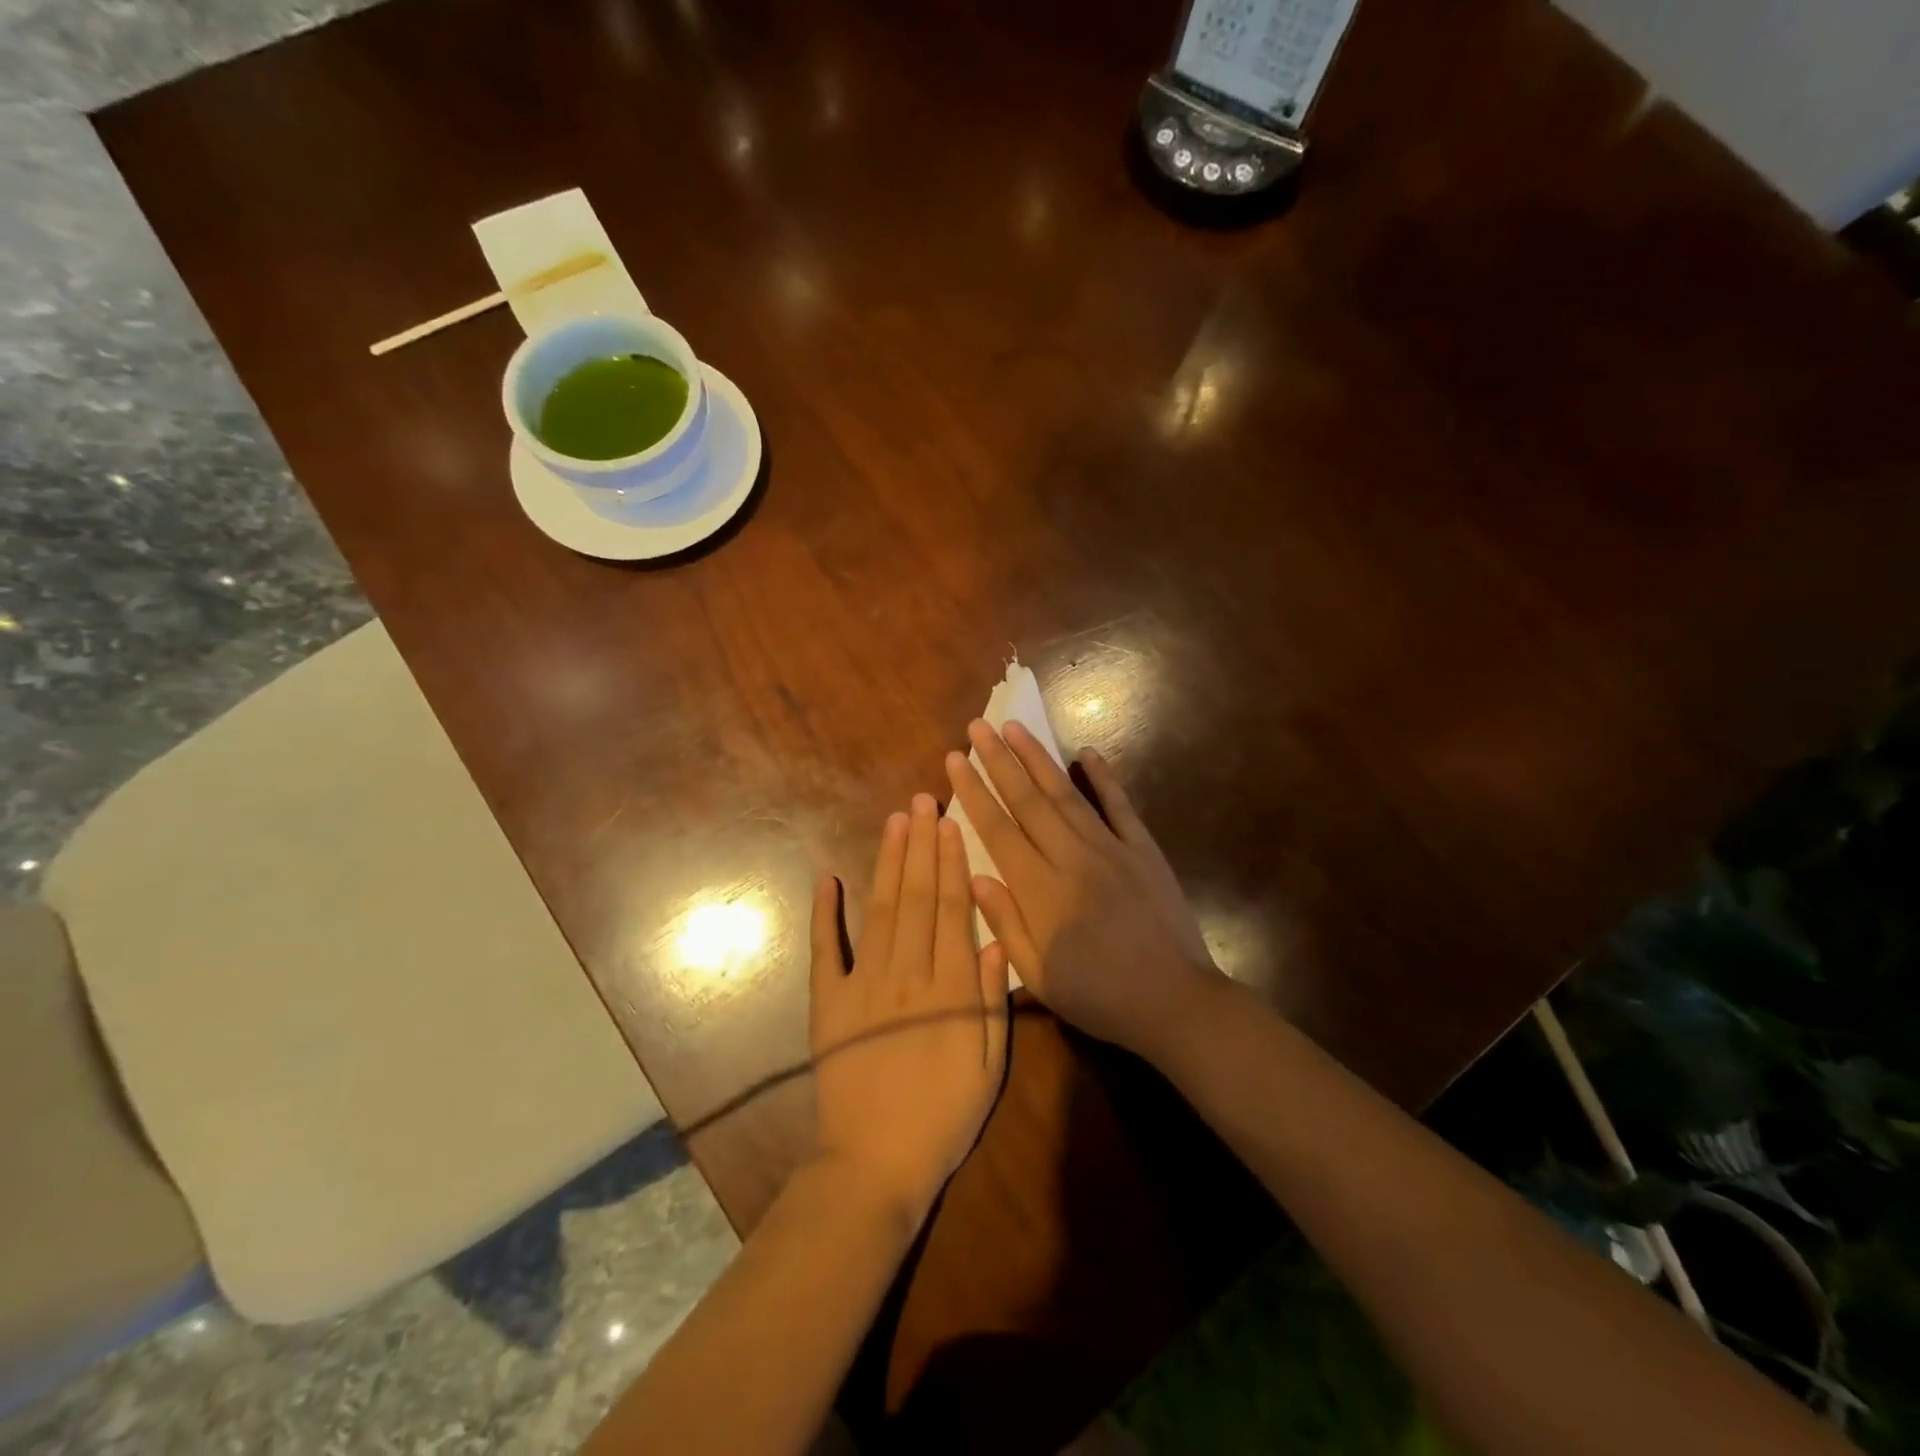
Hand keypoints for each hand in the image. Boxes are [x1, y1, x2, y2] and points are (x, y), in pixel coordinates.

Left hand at [809, 794, 1009, 1227]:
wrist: (874, 1165)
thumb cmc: (942, 1119)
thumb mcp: (989, 1068)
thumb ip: (993, 1002)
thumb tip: (996, 939)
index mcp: (949, 989)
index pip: (952, 910)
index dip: (952, 862)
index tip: (951, 824)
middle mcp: (906, 974)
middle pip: (917, 897)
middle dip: (921, 845)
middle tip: (923, 800)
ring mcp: (862, 985)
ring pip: (880, 910)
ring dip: (888, 862)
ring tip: (895, 821)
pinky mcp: (828, 1002)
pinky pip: (825, 950)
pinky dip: (824, 913)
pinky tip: (827, 877)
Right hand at [944, 720, 1222, 1063]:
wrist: (1175, 1002)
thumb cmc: (1099, 996)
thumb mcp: (1038, 976)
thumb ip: (1005, 922)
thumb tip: (974, 875)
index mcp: (1041, 890)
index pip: (997, 829)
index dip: (973, 791)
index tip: (955, 759)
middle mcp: (1072, 857)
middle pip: (1028, 800)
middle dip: (998, 760)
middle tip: (977, 727)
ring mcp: (1111, 848)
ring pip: (1066, 794)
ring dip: (1038, 758)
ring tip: (1015, 727)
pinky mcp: (1143, 850)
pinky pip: (1120, 806)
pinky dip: (1103, 777)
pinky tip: (1087, 753)